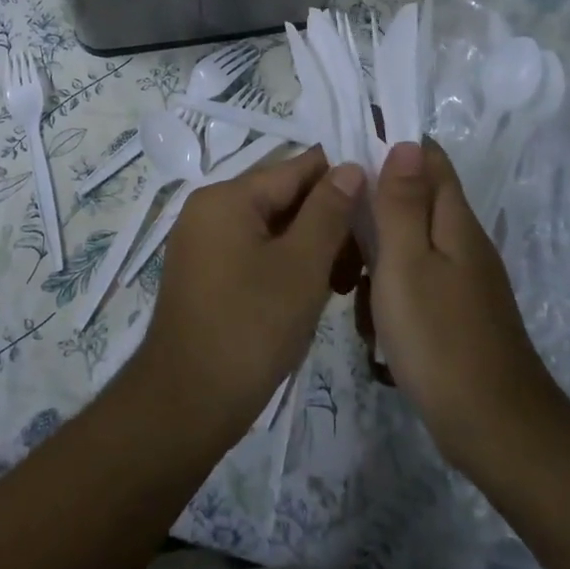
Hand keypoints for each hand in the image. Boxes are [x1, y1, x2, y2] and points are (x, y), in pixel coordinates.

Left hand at [126, 147, 363, 450]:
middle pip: (281, 197)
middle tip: (369, 253)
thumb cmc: (251, 328)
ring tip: (348, 280)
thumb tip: (348, 167)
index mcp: (226, 197)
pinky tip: (315, 290)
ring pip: (271, 228)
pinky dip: (286, 264)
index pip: (294, 169)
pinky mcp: (206, 274)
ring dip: (311, 246)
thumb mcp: (301, 266)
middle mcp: (208, 209)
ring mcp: (203, 243)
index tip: (381, 196)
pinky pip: (254, 252)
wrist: (188, 402)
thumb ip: (328, 211)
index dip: (340, 178)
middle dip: (327, 219)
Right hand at [366, 141, 564, 476]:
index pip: (428, 158)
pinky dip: (387, 293)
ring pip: (407, 246)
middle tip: (336, 237)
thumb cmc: (440, 339)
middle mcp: (462, 242)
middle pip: (413, 201)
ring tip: (350, 290)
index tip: (345, 154)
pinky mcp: (454, 312)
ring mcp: (461, 280)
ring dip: (374, 259)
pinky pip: (412, 282)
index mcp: (454, 221)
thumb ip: (403, 202)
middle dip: (371, 211)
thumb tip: (405, 142)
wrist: (495, 430)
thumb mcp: (407, 263)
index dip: (390, 145)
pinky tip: (374, 326)